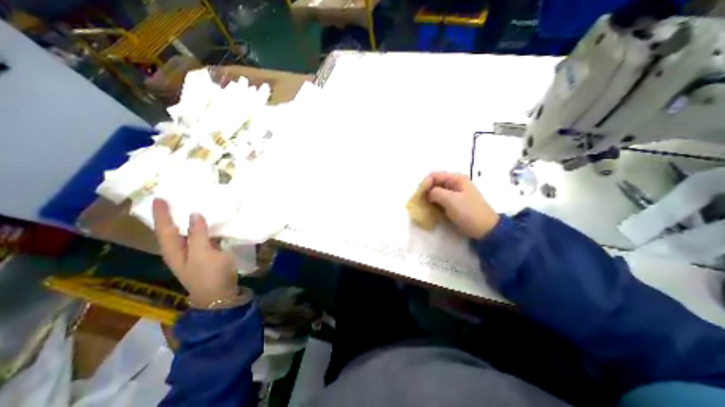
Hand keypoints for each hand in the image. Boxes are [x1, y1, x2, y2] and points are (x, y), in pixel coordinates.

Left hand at [153, 199, 238, 306]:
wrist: (220, 294)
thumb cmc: (209, 274)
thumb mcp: (202, 254)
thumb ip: (197, 234)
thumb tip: (194, 214)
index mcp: (174, 251)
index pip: (165, 229)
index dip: (162, 214)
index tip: (159, 198)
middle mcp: (180, 251)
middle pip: (171, 230)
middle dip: (170, 216)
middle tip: (173, 200)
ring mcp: (193, 253)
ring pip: (186, 233)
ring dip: (186, 221)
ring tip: (190, 207)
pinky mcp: (206, 254)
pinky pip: (201, 236)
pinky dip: (202, 227)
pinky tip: (208, 223)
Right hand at [426, 170, 499, 237]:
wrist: (485, 230)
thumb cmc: (468, 212)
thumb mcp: (450, 200)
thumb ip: (435, 192)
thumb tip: (428, 193)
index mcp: (457, 179)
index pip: (435, 176)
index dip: (425, 183)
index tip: (419, 195)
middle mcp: (455, 184)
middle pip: (435, 183)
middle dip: (426, 191)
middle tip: (419, 201)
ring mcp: (455, 194)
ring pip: (437, 192)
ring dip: (429, 198)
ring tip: (423, 206)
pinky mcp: (455, 204)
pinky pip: (441, 200)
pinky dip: (434, 204)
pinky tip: (430, 210)